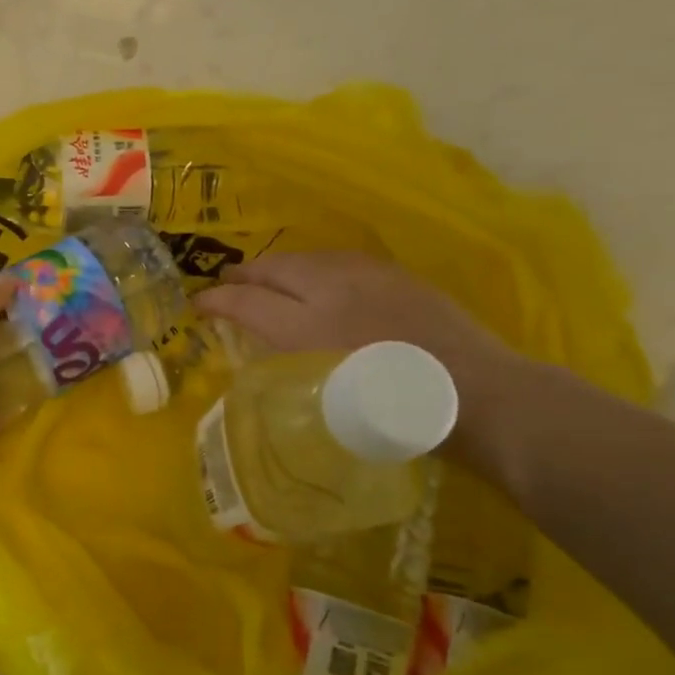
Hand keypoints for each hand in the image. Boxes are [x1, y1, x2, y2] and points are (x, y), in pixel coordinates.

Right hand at [195, 252, 525, 470]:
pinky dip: (313, 266)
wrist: (477, 394)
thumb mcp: (326, 402)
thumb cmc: (397, 416)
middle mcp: (329, 292)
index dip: (216, 301)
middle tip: (225, 283)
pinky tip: (317, 277)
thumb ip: (289, 367)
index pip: (247, 303)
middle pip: (272, 270)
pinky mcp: (392, 274)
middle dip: (242, 275)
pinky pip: (337, 260)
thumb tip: (266, 351)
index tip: (197, 304)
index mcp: (307, 329)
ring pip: (305, 259)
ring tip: (266, 277)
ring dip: (277, 267)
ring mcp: (364, 277)